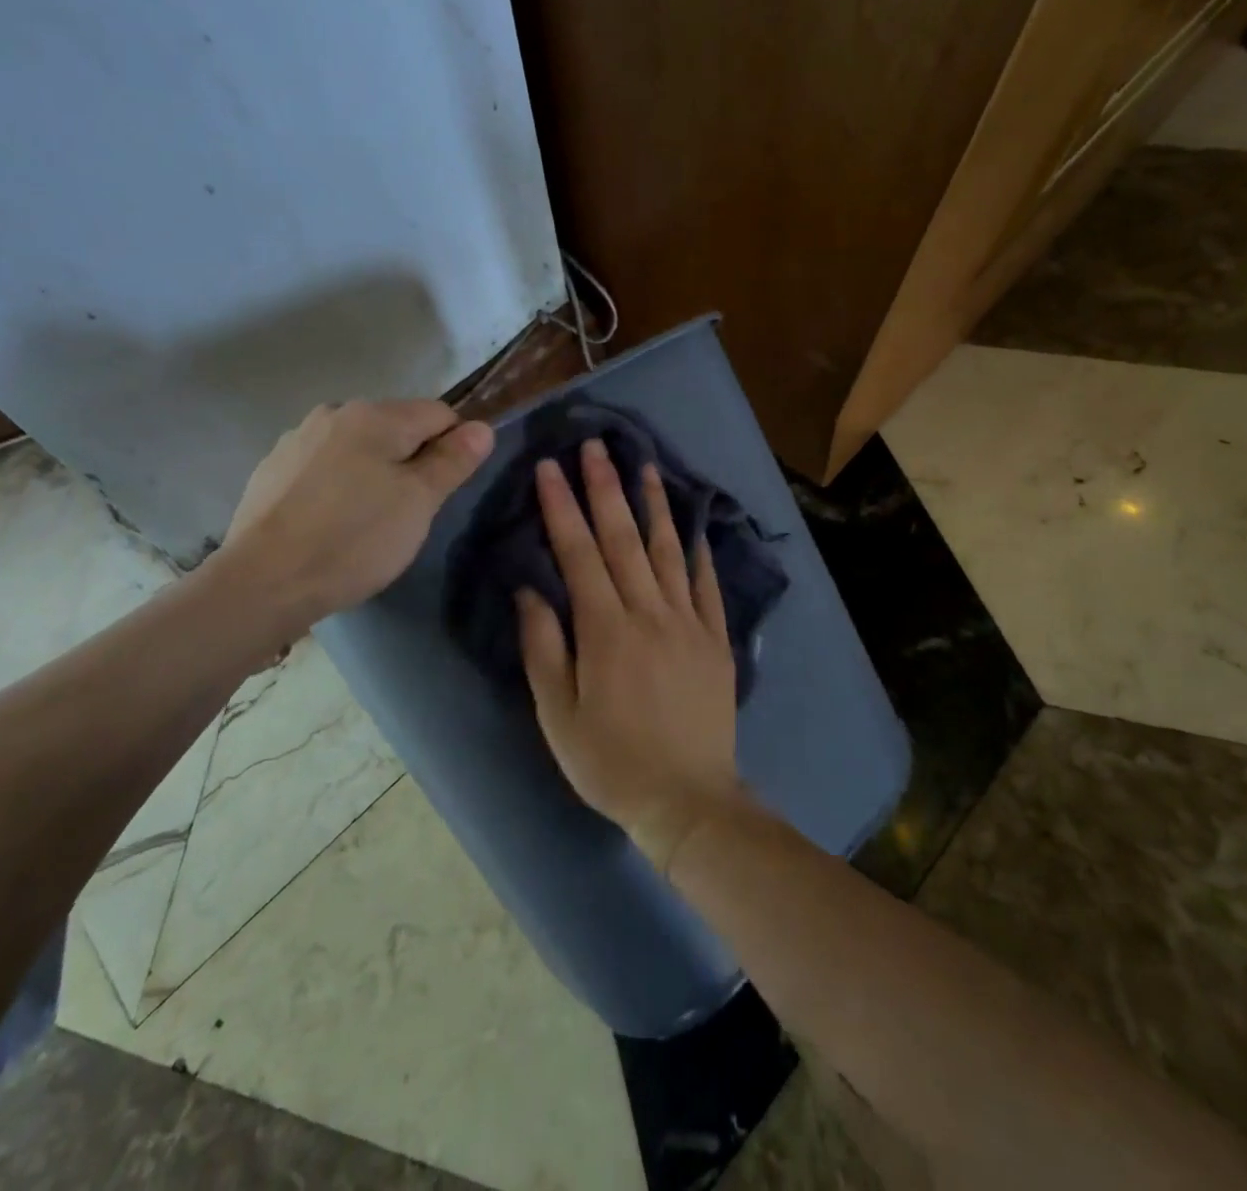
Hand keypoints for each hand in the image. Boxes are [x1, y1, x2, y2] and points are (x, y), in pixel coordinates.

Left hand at [216, 399, 493, 641]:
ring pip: (359, 448)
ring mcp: (298, 439)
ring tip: (370, 521)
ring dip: (375, 472)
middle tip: (411, 512)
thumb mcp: (419, 502)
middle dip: (413, 461)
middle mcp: (334, 413)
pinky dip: (340, 485)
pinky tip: (332, 522)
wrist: (264, 582)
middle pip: (397, 428)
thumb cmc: (354, 539)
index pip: (440, 413)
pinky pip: (325, 467)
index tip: (446, 490)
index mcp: (375, 415)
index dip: (455, 447)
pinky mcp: (272, 469)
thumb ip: (452, 460)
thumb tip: (482, 427)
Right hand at [517, 439, 743, 871]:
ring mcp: (688, 621)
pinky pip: (707, 584)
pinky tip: (694, 523)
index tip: (549, 468)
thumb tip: (530, 588)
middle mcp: (648, 612)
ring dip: (654, 504)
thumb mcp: (557, 714)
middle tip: (594, 445)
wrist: (688, 800)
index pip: (578, 551)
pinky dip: (698, 550)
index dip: (561, 506)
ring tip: (645, 464)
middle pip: (623, 537)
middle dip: (604, 487)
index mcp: (604, 628)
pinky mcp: (716, 638)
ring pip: (668, 549)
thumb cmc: (610, 761)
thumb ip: (543, 646)